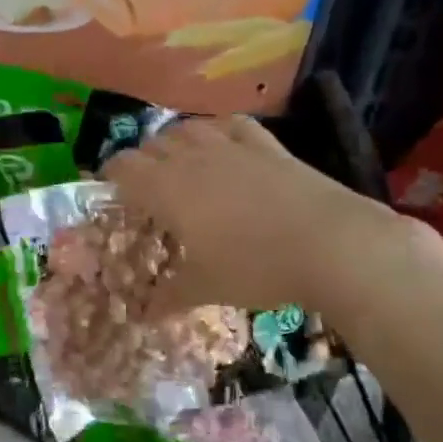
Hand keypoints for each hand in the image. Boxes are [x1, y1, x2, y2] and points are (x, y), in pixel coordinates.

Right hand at [100, 116, 408, 315]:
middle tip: (145, 187)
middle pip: (153, 145)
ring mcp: (232, 147)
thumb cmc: (256, 267)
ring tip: (179, 163)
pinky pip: (232, 125)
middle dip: (142, 161)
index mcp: (167, 189)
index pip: (124, 167)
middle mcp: (192, 159)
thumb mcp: (207, 287)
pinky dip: (219, 130)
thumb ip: (170, 296)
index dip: (111, 175)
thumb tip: (143, 317)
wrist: (332, 244)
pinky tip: (223, 143)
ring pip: (188, 128)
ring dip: (175, 142)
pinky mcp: (268, 146)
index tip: (109, 190)